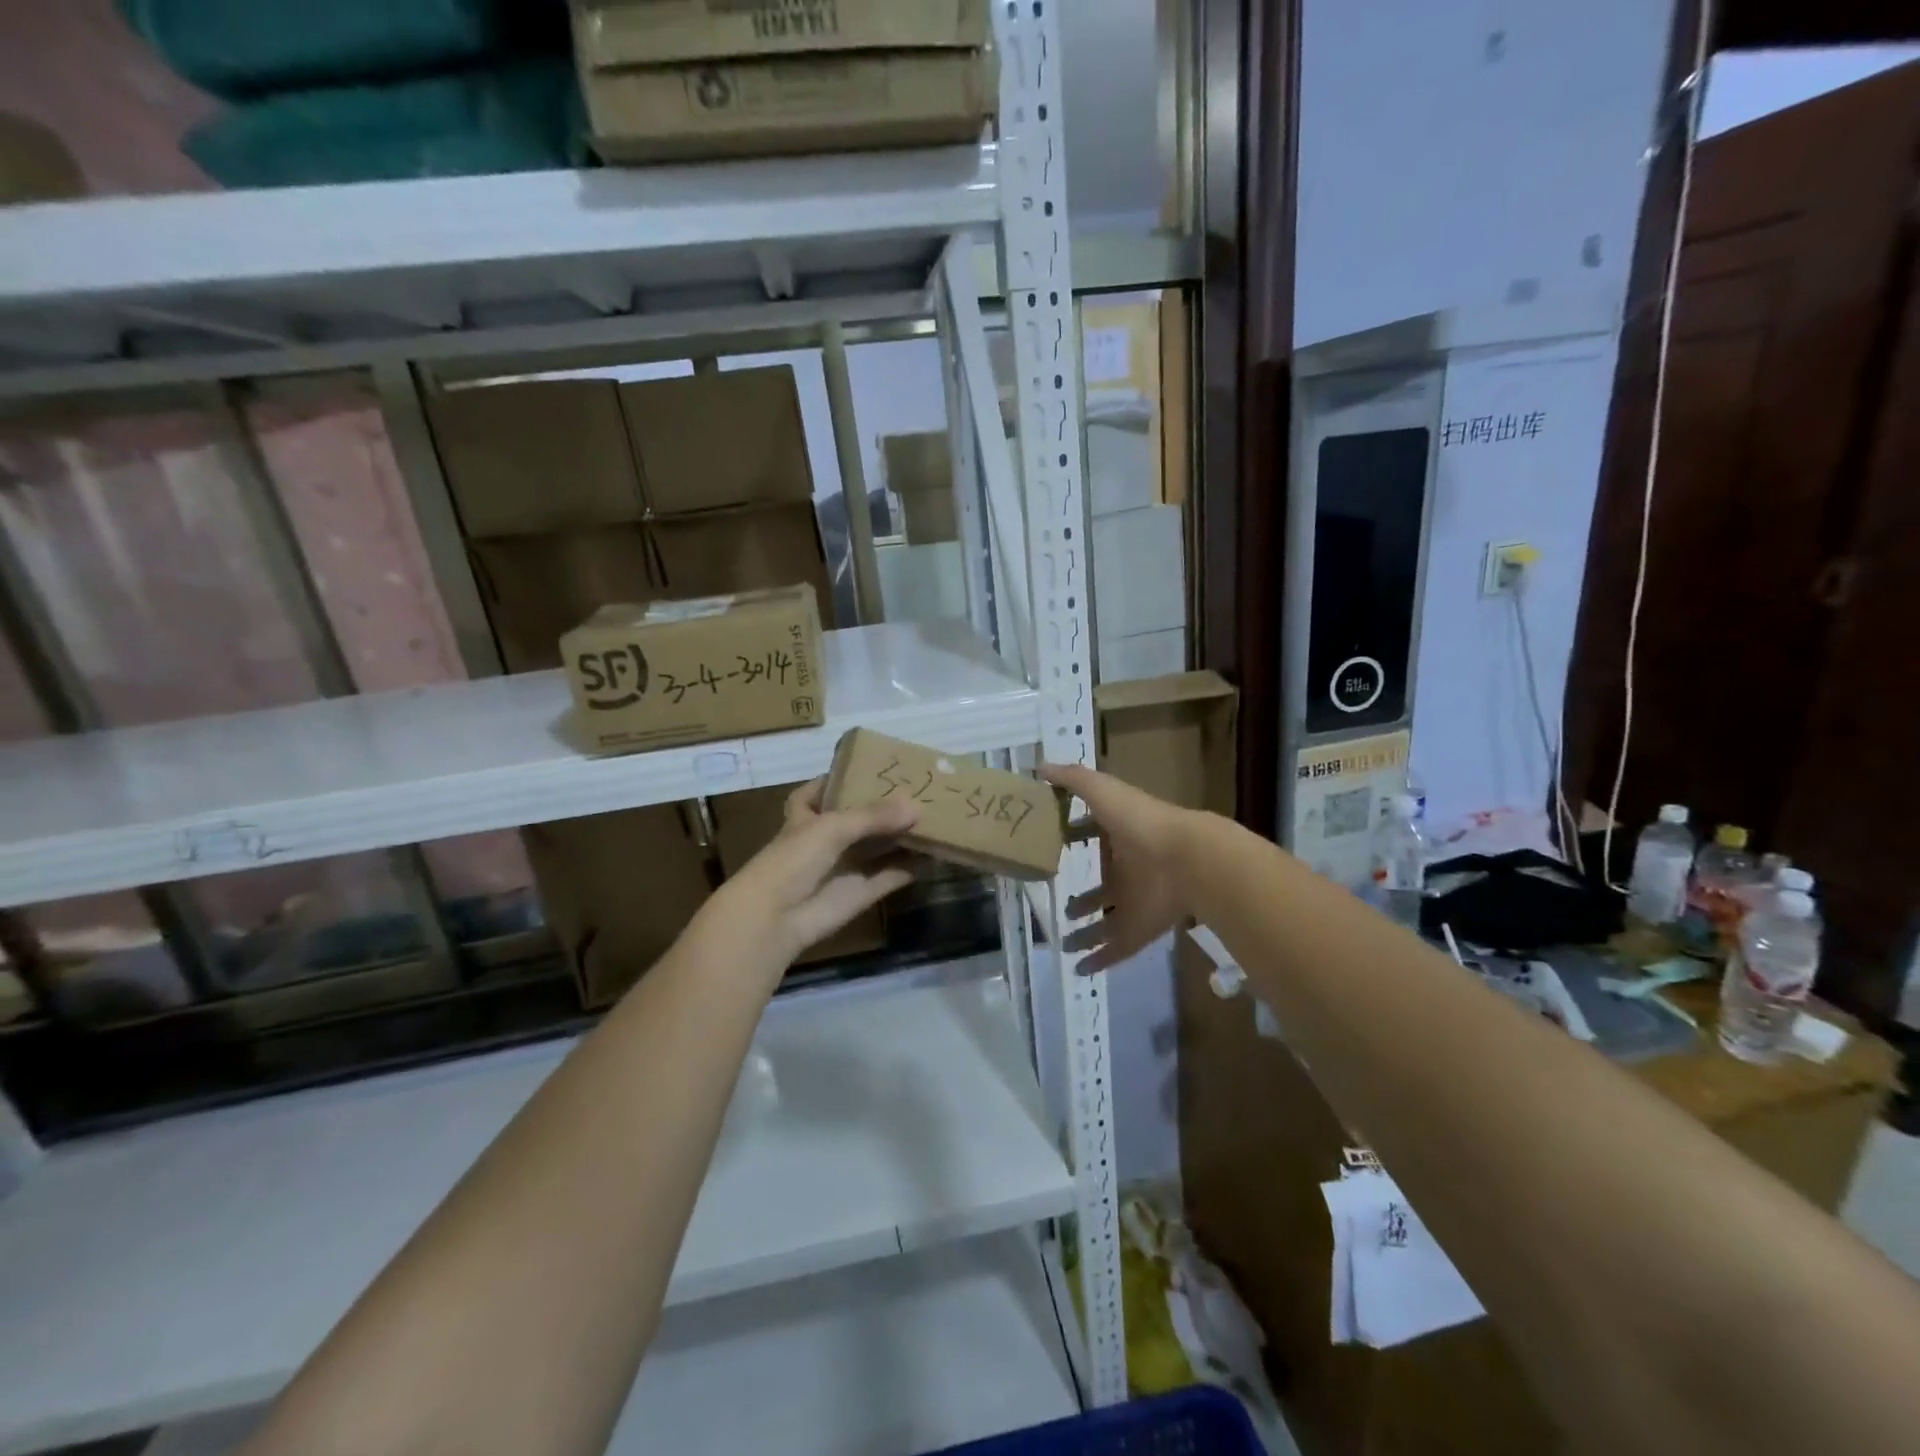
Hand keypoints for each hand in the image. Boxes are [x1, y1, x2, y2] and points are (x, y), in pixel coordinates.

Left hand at [718, 779, 918, 965]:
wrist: (776, 918)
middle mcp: (825, 840)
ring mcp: (845, 867)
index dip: (833, 781)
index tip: (862, 768)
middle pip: (858, 819)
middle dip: (884, 807)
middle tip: (919, 789)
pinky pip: (892, 875)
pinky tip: (938, 852)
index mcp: (806, 817)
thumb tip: (917, 806)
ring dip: (903, 835)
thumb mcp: (832, 826)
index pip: (814, 793)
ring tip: (938, 815)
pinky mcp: (862, 892)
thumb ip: (874, 815)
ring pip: (879, 847)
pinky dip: (913, 866)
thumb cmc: (793, 859)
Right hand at [1041, 763, 1191, 973]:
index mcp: (1119, 837)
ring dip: (1086, 932)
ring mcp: (1134, 904)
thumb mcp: (1102, 791)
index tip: (1051, 844)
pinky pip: (1115, 949)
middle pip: (1101, 886)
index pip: (1093, 836)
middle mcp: (1127, 871)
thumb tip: (1039, 766)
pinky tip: (1077, 968)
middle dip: (1083, 896)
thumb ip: (1073, 779)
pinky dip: (1098, 959)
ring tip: (1062, 941)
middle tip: (1060, 904)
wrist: (1187, 860)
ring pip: (1105, 921)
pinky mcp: (1139, 931)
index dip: (1075, 838)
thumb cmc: (1141, 822)